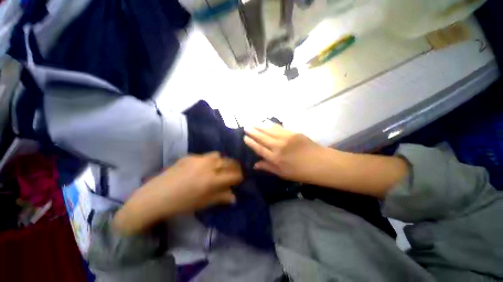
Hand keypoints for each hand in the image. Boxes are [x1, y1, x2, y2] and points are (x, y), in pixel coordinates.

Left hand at [113, 152, 242, 233]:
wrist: (155, 197)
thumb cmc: (181, 204)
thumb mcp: (203, 203)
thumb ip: (221, 197)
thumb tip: (234, 197)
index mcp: (212, 180)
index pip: (234, 175)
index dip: (239, 177)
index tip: (238, 180)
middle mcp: (208, 166)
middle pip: (229, 162)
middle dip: (234, 167)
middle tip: (232, 172)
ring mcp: (198, 159)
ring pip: (217, 155)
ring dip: (221, 161)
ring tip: (217, 168)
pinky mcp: (189, 156)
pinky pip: (204, 156)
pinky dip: (208, 161)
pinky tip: (201, 168)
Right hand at [244, 122, 326, 182]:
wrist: (321, 163)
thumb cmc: (301, 172)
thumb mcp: (283, 174)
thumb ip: (268, 167)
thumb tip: (255, 164)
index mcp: (275, 158)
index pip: (259, 148)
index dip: (251, 142)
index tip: (244, 137)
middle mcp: (278, 146)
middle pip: (262, 137)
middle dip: (253, 132)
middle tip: (246, 127)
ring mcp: (286, 138)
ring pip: (269, 130)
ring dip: (260, 126)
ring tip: (253, 123)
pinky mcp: (293, 132)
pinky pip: (279, 127)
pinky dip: (271, 125)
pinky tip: (266, 122)